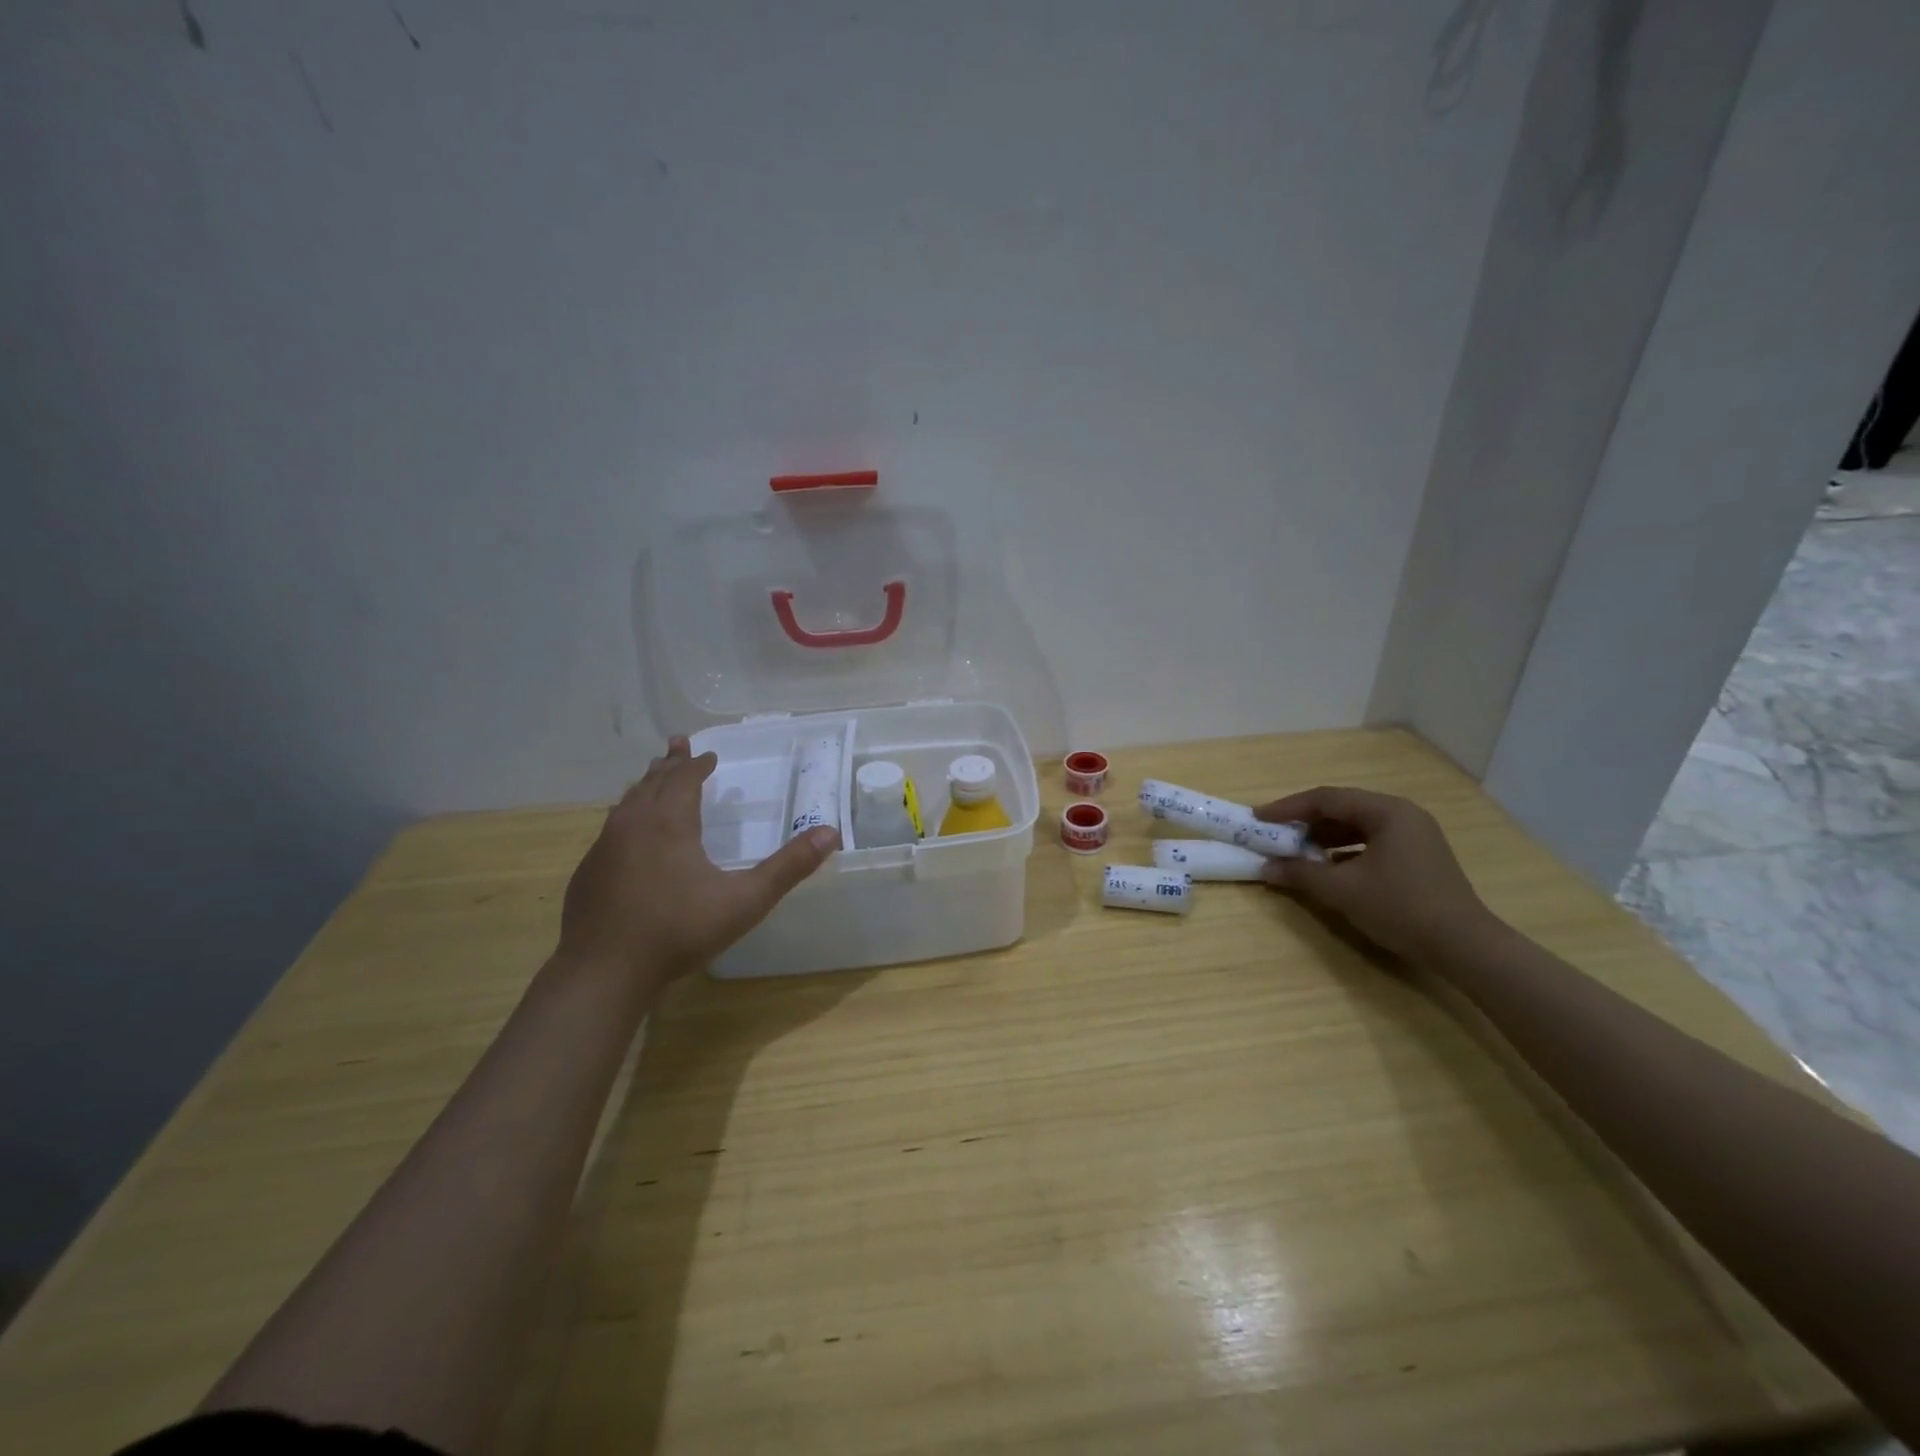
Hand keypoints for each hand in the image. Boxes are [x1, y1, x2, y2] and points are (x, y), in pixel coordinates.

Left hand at [558, 736, 838, 987]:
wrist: (604, 972)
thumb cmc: (678, 930)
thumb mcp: (745, 900)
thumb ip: (788, 867)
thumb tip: (830, 833)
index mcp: (668, 822)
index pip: (683, 778)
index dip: (697, 764)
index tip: (710, 756)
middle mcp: (632, 824)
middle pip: (651, 782)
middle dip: (669, 764)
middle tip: (677, 744)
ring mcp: (604, 848)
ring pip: (626, 803)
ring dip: (645, 786)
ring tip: (653, 778)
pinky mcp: (587, 873)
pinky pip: (611, 829)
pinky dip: (627, 816)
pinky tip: (630, 834)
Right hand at [1253, 786, 1498, 964]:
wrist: (1465, 946)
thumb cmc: (1401, 907)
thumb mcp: (1342, 890)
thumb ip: (1300, 873)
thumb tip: (1265, 867)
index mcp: (1387, 811)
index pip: (1326, 798)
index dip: (1288, 808)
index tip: (1259, 818)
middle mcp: (1403, 814)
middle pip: (1343, 808)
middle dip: (1306, 821)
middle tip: (1275, 833)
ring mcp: (1415, 835)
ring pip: (1358, 825)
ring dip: (1324, 836)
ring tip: (1297, 851)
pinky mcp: (1419, 856)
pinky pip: (1372, 841)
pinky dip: (1345, 850)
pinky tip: (1329, 867)